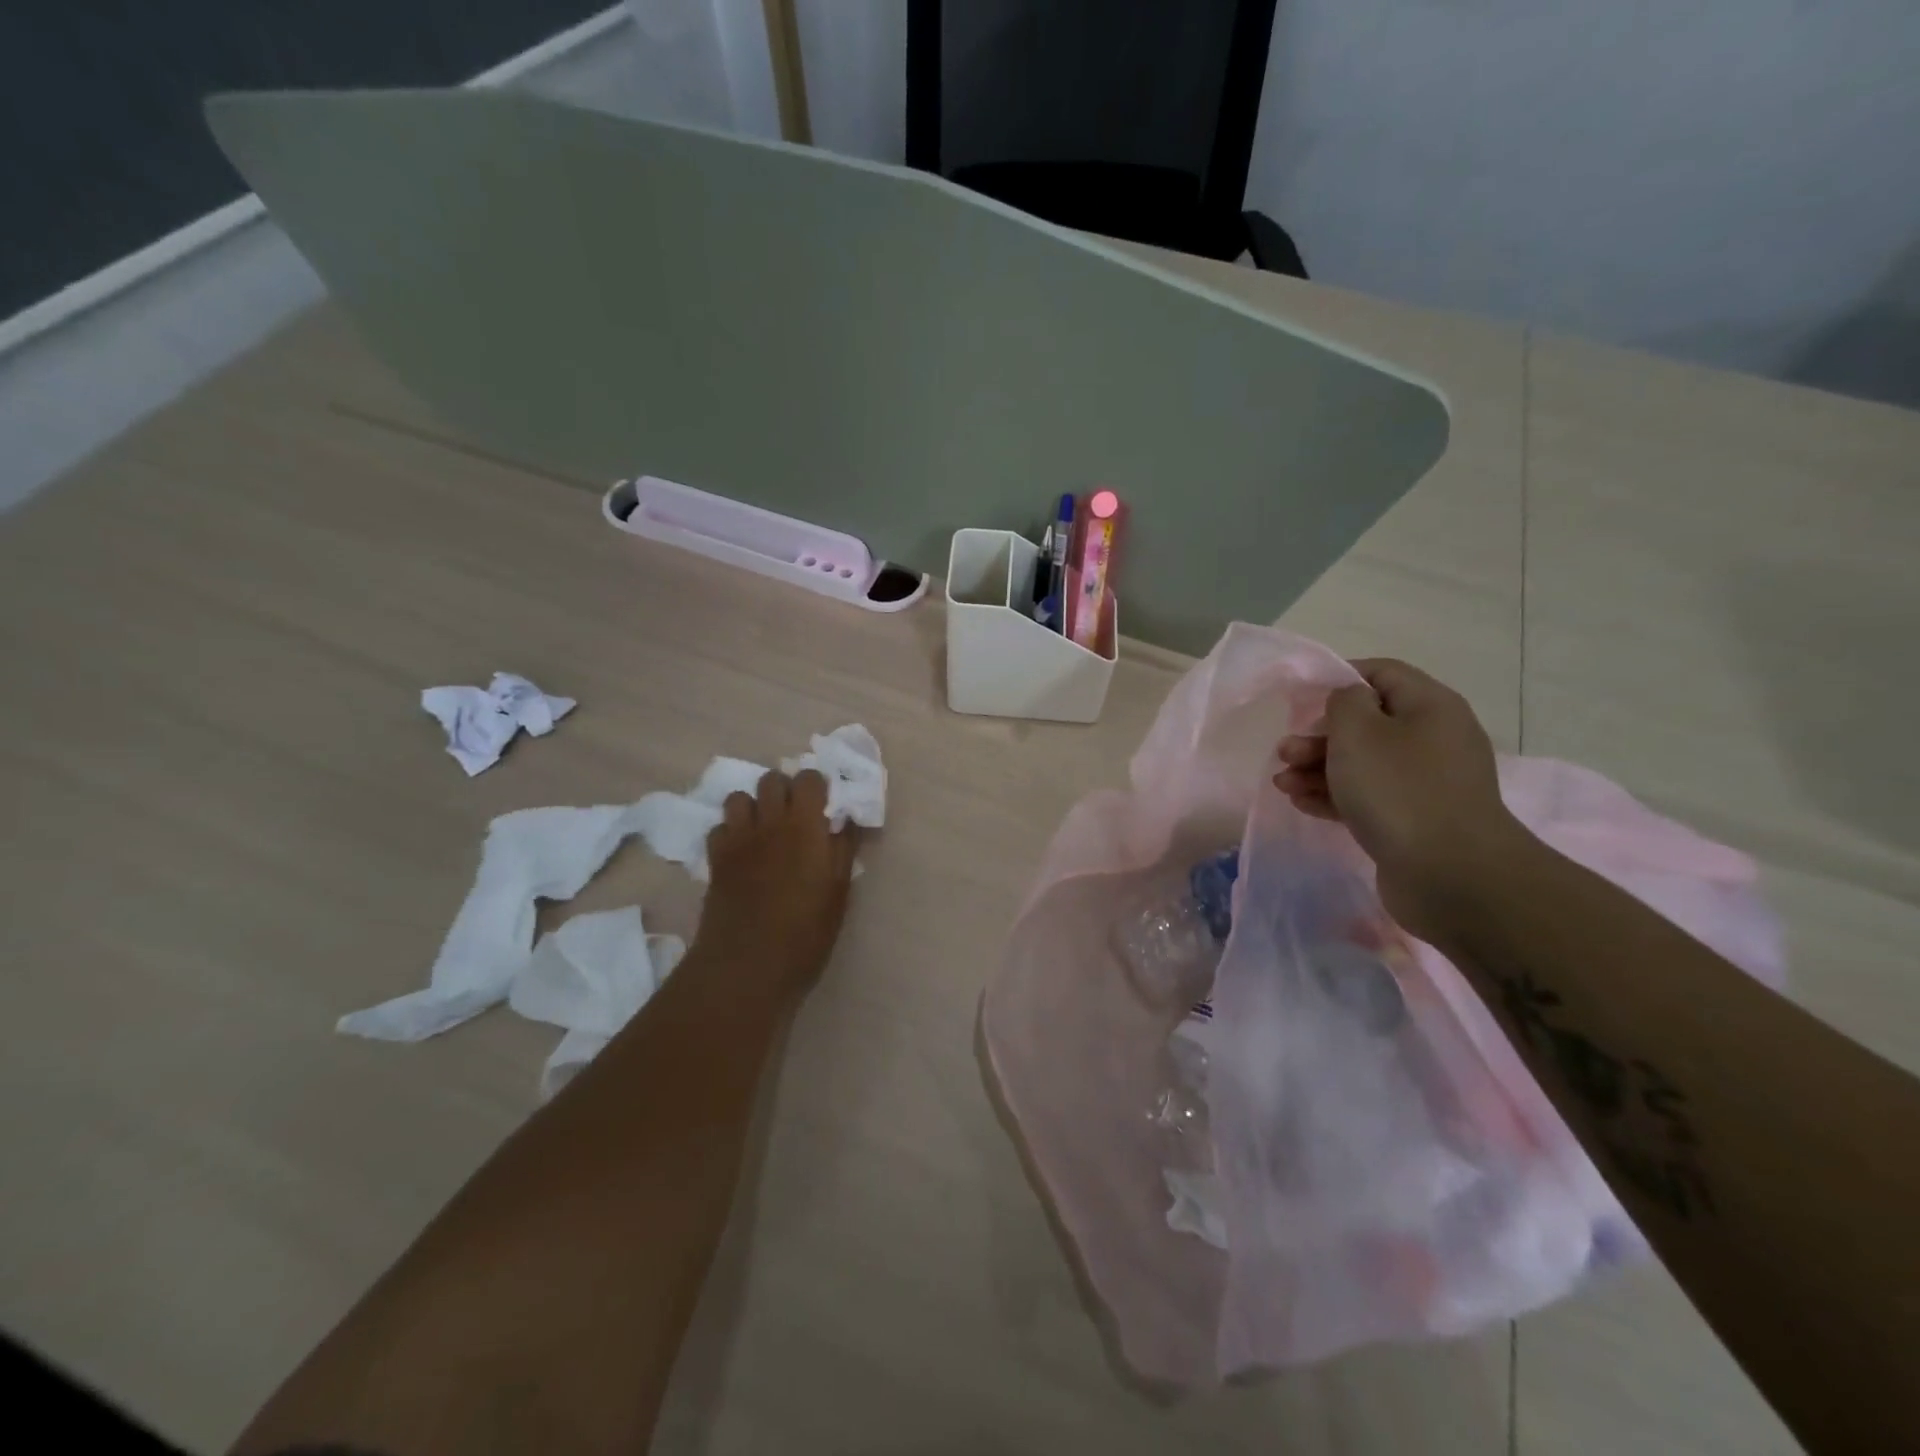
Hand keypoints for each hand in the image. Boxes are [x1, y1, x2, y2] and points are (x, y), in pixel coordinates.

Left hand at [697, 769, 858, 999]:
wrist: (747, 965)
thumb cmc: (805, 932)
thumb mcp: (839, 892)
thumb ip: (843, 849)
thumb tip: (845, 820)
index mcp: (804, 826)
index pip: (808, 779)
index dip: (817, 787)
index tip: (825, 807)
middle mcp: (769, 822)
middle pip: (771, 779)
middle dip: (785, 790)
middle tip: (797, 816)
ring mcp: (737, 839)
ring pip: (739, 797)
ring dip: (754, 806)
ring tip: (766, 829)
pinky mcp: (715, 859)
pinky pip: (720, 827)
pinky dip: (731, 832)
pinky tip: (743, 852)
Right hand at [1274, 659, 1527, 942]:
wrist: (1450, 874)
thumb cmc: (1397, 789)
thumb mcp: (1358, 731)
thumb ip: (1343, 702)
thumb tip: (1348, 701)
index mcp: (1430, 706)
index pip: (1382, 673)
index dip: (1338, 678)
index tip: (1300, 698)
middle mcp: (1434, 739)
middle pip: (1367, 723)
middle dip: (1319, 736)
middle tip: (1284, 752)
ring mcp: (1427, 783)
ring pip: (1363, 764)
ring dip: (1318, 768)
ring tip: (1282, 783)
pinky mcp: (1415, 819)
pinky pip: (1368, 796)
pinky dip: (1335, 796)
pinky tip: (1301, 803)